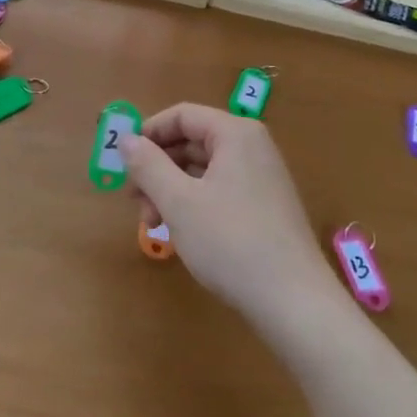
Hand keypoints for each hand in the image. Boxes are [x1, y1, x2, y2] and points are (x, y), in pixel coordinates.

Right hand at [122, 104, 340, 322]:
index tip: (123, 162)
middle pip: (192, 141)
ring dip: (171, 189)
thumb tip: (125, 139)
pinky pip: (219, 189)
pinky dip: (194, 202)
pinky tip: (180, 232)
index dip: (148, 133)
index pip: (182, 115)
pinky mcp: (265, 206)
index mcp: (235, 134)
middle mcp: (252, 147)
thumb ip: (148, 165)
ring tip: (153, 222)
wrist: (293, 301)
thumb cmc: (230, 241)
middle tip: (133, 200)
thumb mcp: (179, 201)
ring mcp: (262, 177)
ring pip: (203, 169)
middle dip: (157, 167)